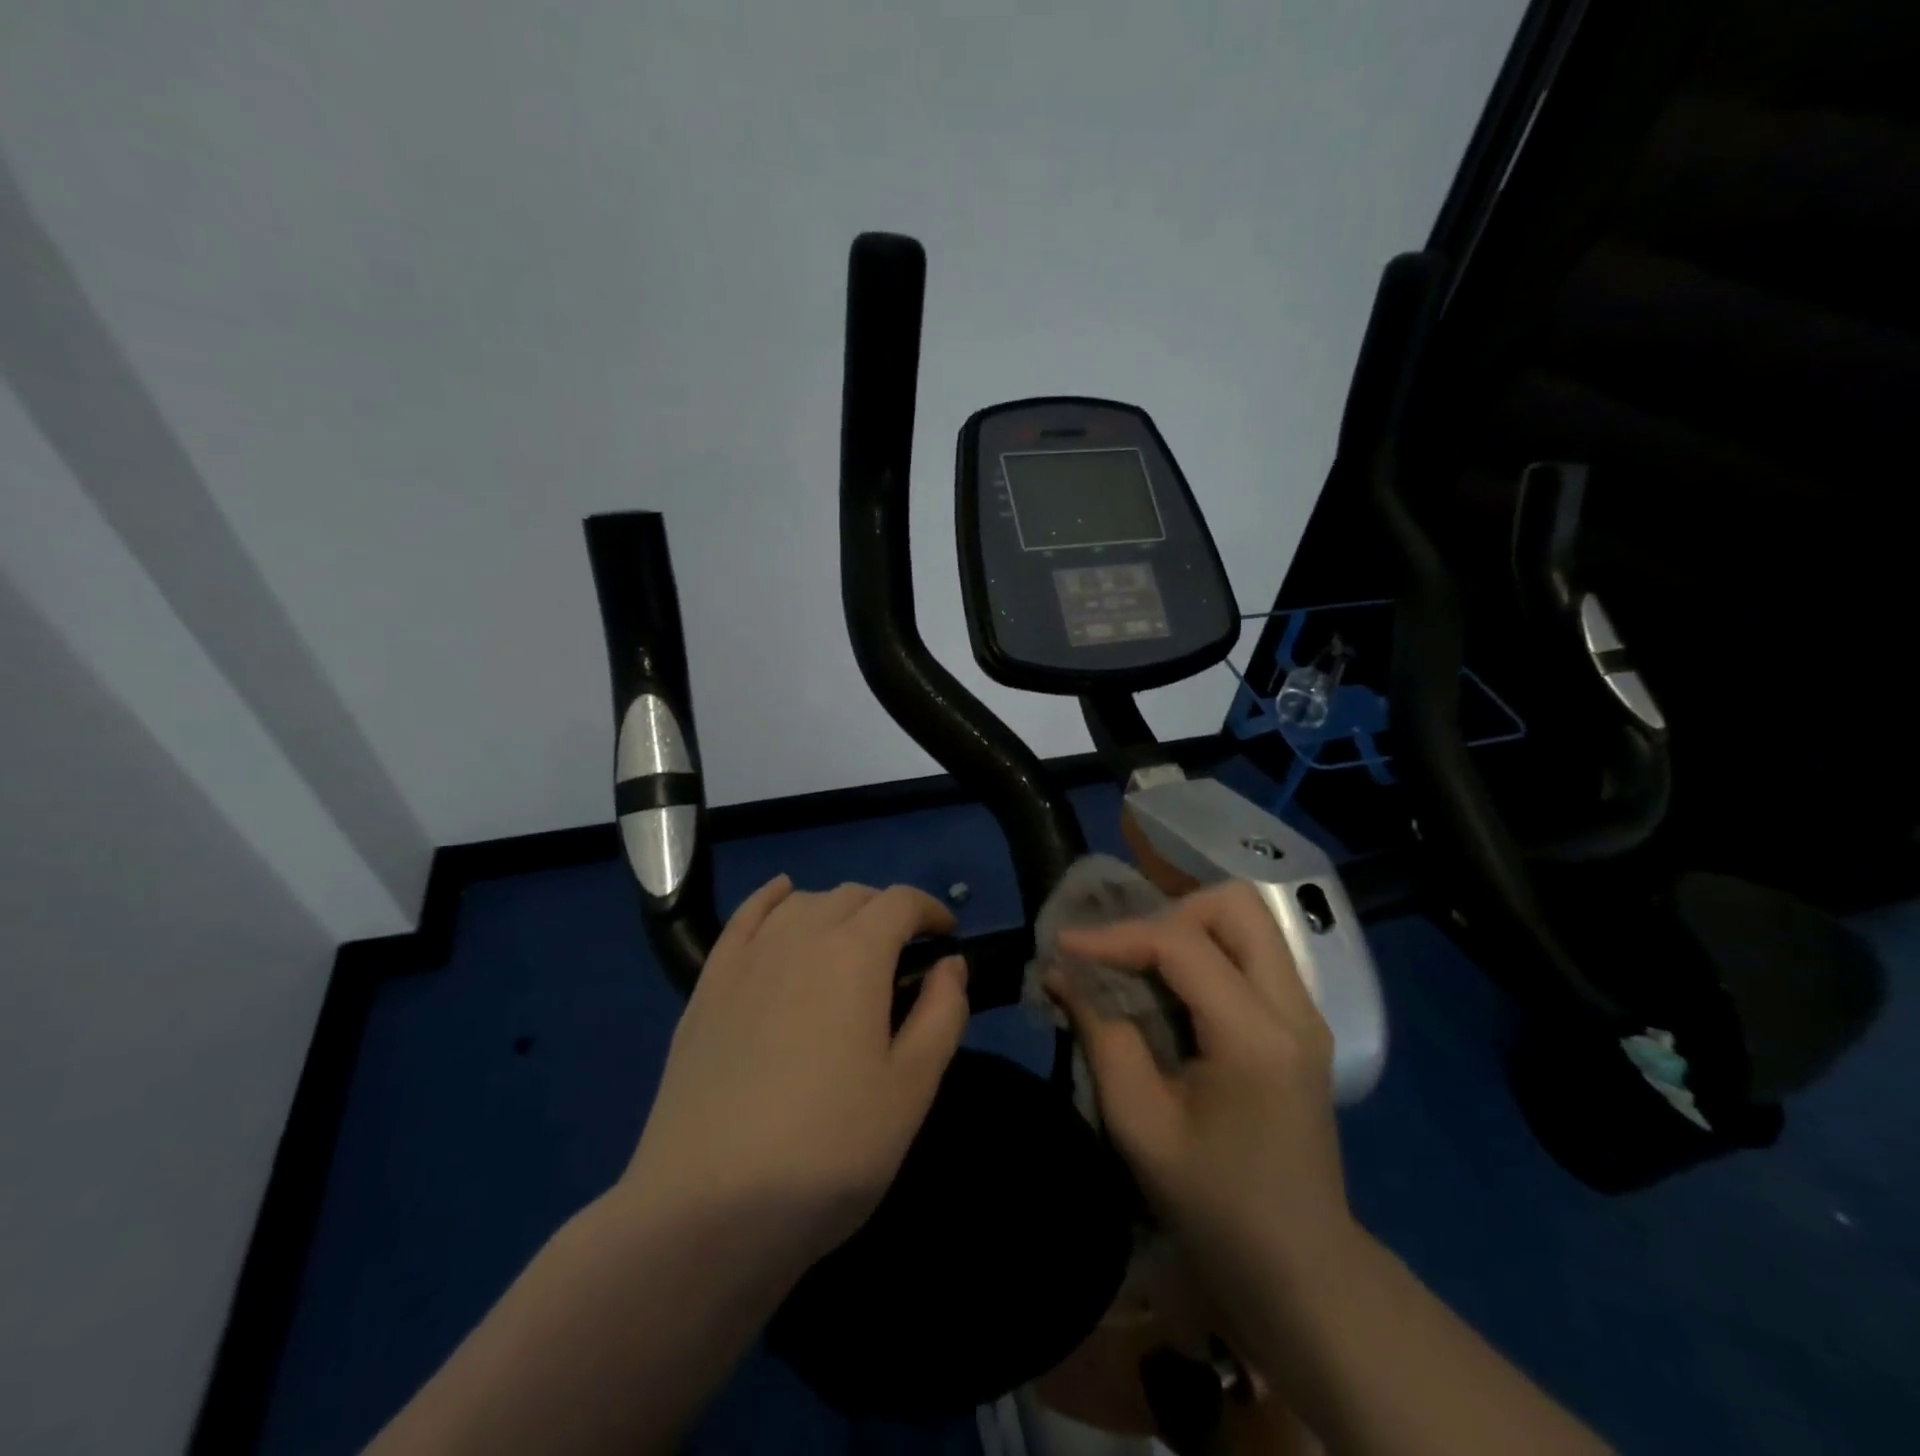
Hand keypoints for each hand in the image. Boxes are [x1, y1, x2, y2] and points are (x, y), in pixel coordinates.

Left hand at [618, 876, 968, 1274]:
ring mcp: (747, 958)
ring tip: (851, 944)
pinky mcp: (708, 985)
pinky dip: (772, 898)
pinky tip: (782, 896)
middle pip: (852, 896)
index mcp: (855, 954)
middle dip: (888, 912)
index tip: (947, 937)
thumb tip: (951, 964)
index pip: (900, 902)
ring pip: (803, 902)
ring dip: (837, 909)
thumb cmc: (829, 1150)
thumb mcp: (911, 1090)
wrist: (707, 1209)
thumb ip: (941, 1014)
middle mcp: (800, 936)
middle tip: (905, 954)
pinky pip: (745, 917)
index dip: (930, 911)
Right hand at [1048, 882, 1355, 1308]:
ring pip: (1248, 921)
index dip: (1116, 935)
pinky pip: (1252, 952)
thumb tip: (1062, 973)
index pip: (1183, 945)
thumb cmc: (1215, 1206)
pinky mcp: (1301, 1022)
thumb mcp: (1140, 1126)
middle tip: (1124, 952)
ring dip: (1189, 927)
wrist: (1300, 1268)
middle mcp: (1294, 1008)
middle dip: (1168, 913)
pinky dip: (1206, 950)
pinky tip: (1172, 989)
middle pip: (1236, 905)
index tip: (1064, 944)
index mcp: (1256, 1037)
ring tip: (1143, 965)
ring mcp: (1306, 1012)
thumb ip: (1101, 1037)